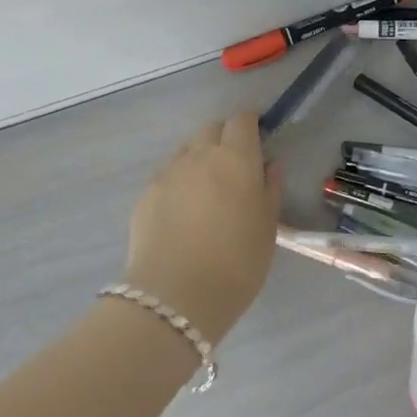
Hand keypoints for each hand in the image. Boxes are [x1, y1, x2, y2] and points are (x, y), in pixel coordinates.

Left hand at [123, 113, 280, 342]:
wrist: (176, 295)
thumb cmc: (237, 263)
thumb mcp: (267, 228)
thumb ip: (270, 190)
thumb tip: (269, 165)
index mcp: (235, 159)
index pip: (241, 120)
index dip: (250, 124)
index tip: (258, 137)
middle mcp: (199, 156)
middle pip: (211, 129)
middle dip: (225, 138)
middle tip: (235, 167)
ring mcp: (168, 173)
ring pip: (187, 151)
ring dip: (200, 159)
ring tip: (208, 191)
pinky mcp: (146, 194)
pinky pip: (168, 175)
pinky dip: (180, 182)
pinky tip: (184, 212)